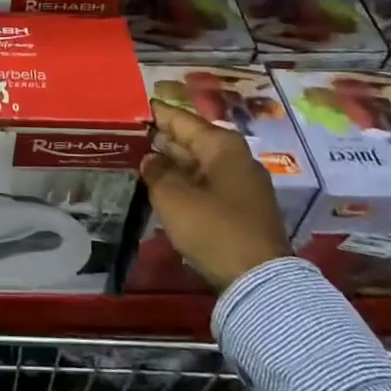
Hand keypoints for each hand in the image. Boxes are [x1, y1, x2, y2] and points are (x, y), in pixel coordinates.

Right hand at [142, 99, 289, 289]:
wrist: (260, 282)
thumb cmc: (214, 229)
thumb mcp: (173, 198)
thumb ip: (156, 172)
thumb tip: (151, 159)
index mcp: (222, 145)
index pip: (181, 119)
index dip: (155, 113)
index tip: (132, 108)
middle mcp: (236, 157)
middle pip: (192, 140)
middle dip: (163, 139)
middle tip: (130, 136)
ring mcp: (243, 183)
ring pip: (200, 164)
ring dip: (173, 163)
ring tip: (141, 160)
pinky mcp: (244, 208)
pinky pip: (208, 184)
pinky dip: (187, 182)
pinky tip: (165, 188)